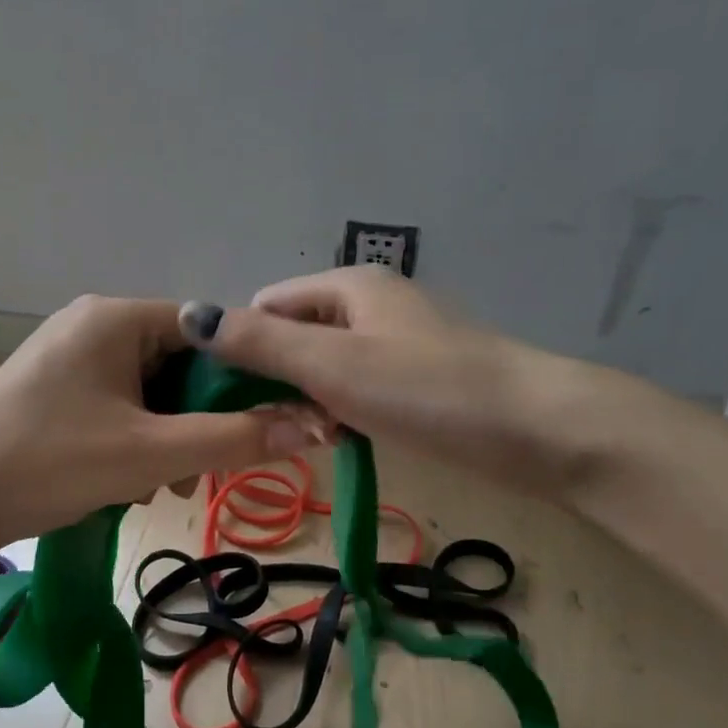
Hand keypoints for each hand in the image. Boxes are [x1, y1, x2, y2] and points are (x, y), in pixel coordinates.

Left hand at [0, 295, 317, 547]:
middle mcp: (95, 324)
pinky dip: (134, 440)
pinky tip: (127, 483)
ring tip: (159, 487)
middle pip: (179, 363)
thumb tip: (311, 428)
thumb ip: (232, 439)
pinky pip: (118, 405)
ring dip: (167, 437)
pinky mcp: (55, 390)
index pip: (208, 330)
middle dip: (197, 419)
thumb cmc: (48, 462)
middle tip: (201, 471)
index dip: (243, 376)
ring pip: (149, 391)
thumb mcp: (149, 453)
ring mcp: (71, 357)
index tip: (265, 424)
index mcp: (117, 318)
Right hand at [189, 267, 600, 498]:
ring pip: (325, 369)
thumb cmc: (426, 390)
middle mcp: (370, 305)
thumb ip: (260, 342)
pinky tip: (350, 441)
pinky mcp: (417, 379)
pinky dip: (344, 414)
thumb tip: (189, 314)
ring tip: (324, 440)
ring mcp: (397, 342)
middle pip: (294, 337)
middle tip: (286, 429)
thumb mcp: (333, 365)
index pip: (266, 306)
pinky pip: (358, 390)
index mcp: (348, 286)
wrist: (538, 430)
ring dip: (311, 405)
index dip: (241, 347)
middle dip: (279, 382)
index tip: (237, 400)